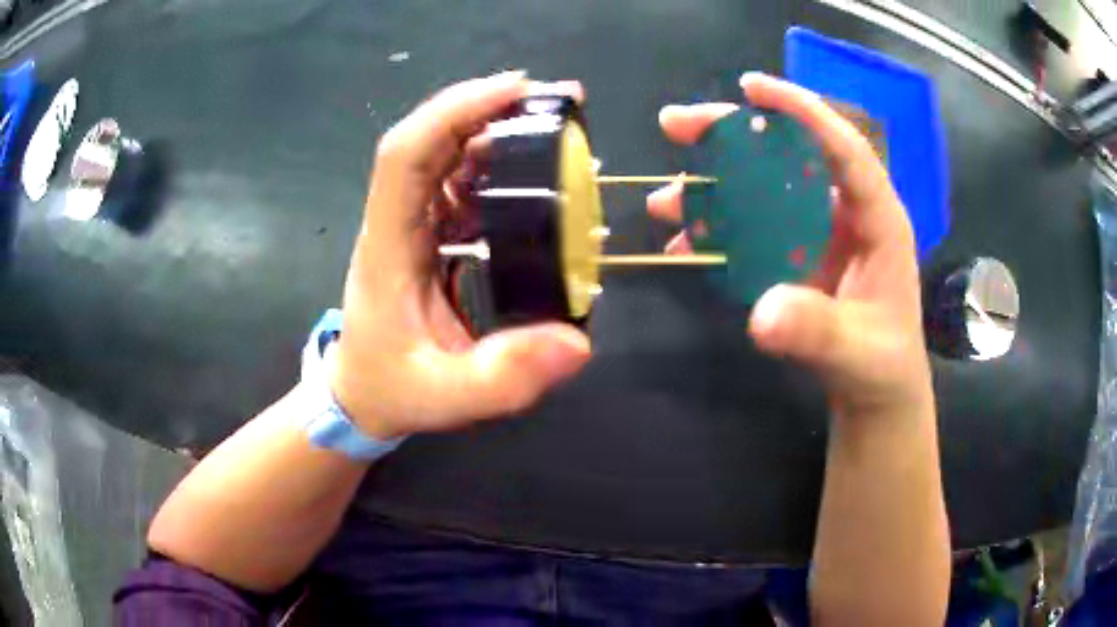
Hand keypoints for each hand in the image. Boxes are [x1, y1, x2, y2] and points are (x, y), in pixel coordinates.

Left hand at [331, 72, 591, 439]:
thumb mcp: (448, 397)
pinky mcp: (424, 236)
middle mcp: (395, 223)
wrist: (360, 397)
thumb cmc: (392, 390)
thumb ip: (504, 378)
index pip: (406, 155)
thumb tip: (577, 343)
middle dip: (484, 107)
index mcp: (390, 247)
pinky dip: (490, 166)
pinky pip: (453, 184)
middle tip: (551, 98)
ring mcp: (408, 226)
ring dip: (490, 129)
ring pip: (441, 155)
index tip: (513, 91)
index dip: (453, 112)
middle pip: (427, 140)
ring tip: (548, 124)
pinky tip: (528, 173)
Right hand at [647, 73, 932, 422]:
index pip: (842, 146)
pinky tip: (685, 244)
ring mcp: (818, 232)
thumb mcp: (857, 352)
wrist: (877, 395)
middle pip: (789, 154)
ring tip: (665, 199)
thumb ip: (817, 331)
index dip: (800, 110)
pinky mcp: (797, 255)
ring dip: (712, 187)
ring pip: (763, 188)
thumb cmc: (882, 367)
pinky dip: (718, 232)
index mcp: (876, 218)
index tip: (750, 86)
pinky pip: (753, 229)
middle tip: (675, 125)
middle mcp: (845, 212)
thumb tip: (761, 314)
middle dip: (733, 135)